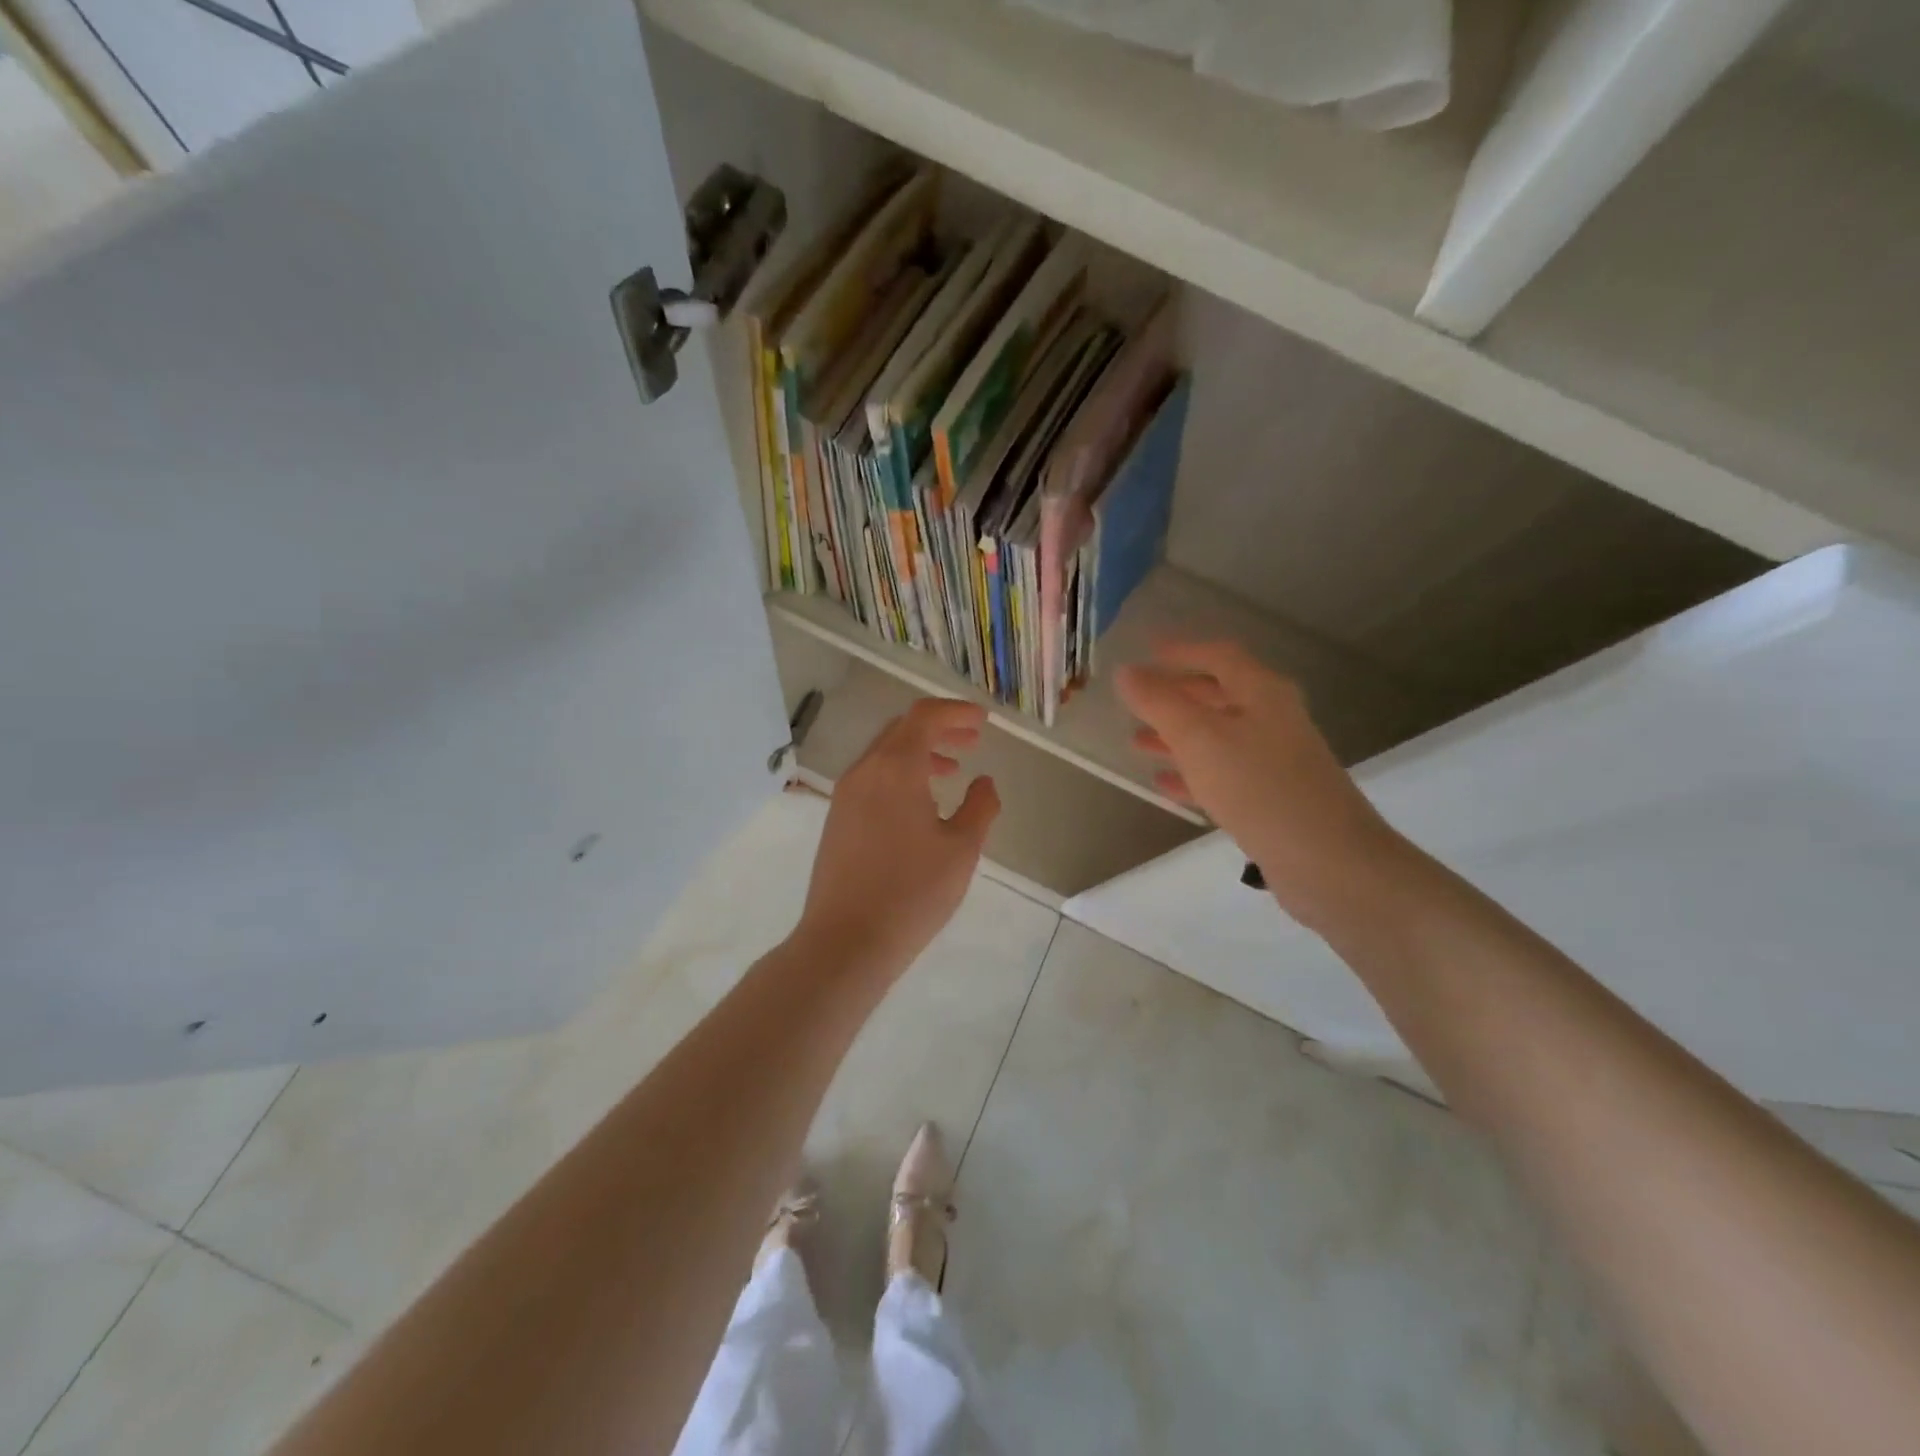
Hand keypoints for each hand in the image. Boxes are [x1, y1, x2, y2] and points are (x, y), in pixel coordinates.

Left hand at [797, 698, 1001, 974]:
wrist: (845, 941)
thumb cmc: (911, 893)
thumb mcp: (961, 850)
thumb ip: (980, 807)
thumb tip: (984, 782)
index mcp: (895, 767)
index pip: (924, 716)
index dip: (956, 712)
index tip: (982, 721)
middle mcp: (865, 771)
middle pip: (902, 729)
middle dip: (939, 729)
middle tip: (972, 741)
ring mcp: (845, 795)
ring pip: (885, 754)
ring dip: (919, 752)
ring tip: (952, 769)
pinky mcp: (837, 819)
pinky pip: (872, 778)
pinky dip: (900, 774)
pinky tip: (920, 803)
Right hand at [1116, 641, 1407, 929]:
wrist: (1328, 861)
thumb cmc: (1259, 787)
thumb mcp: (1199, 739)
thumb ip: (1159, 703)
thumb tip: (1126, 671)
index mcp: (1262, 693)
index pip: (1219, 656)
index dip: (1181, 651)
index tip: (1146, 650)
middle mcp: (1273, 719)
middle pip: (1219, 695)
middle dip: (1175, 696)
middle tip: (1136, 700)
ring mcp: (1276, 760)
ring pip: (1218, 737)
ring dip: (1178, 736)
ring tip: (1137, 742)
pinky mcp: (1273, 798)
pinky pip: (1224, 774)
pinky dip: (1193, 773)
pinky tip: (1164, 783)